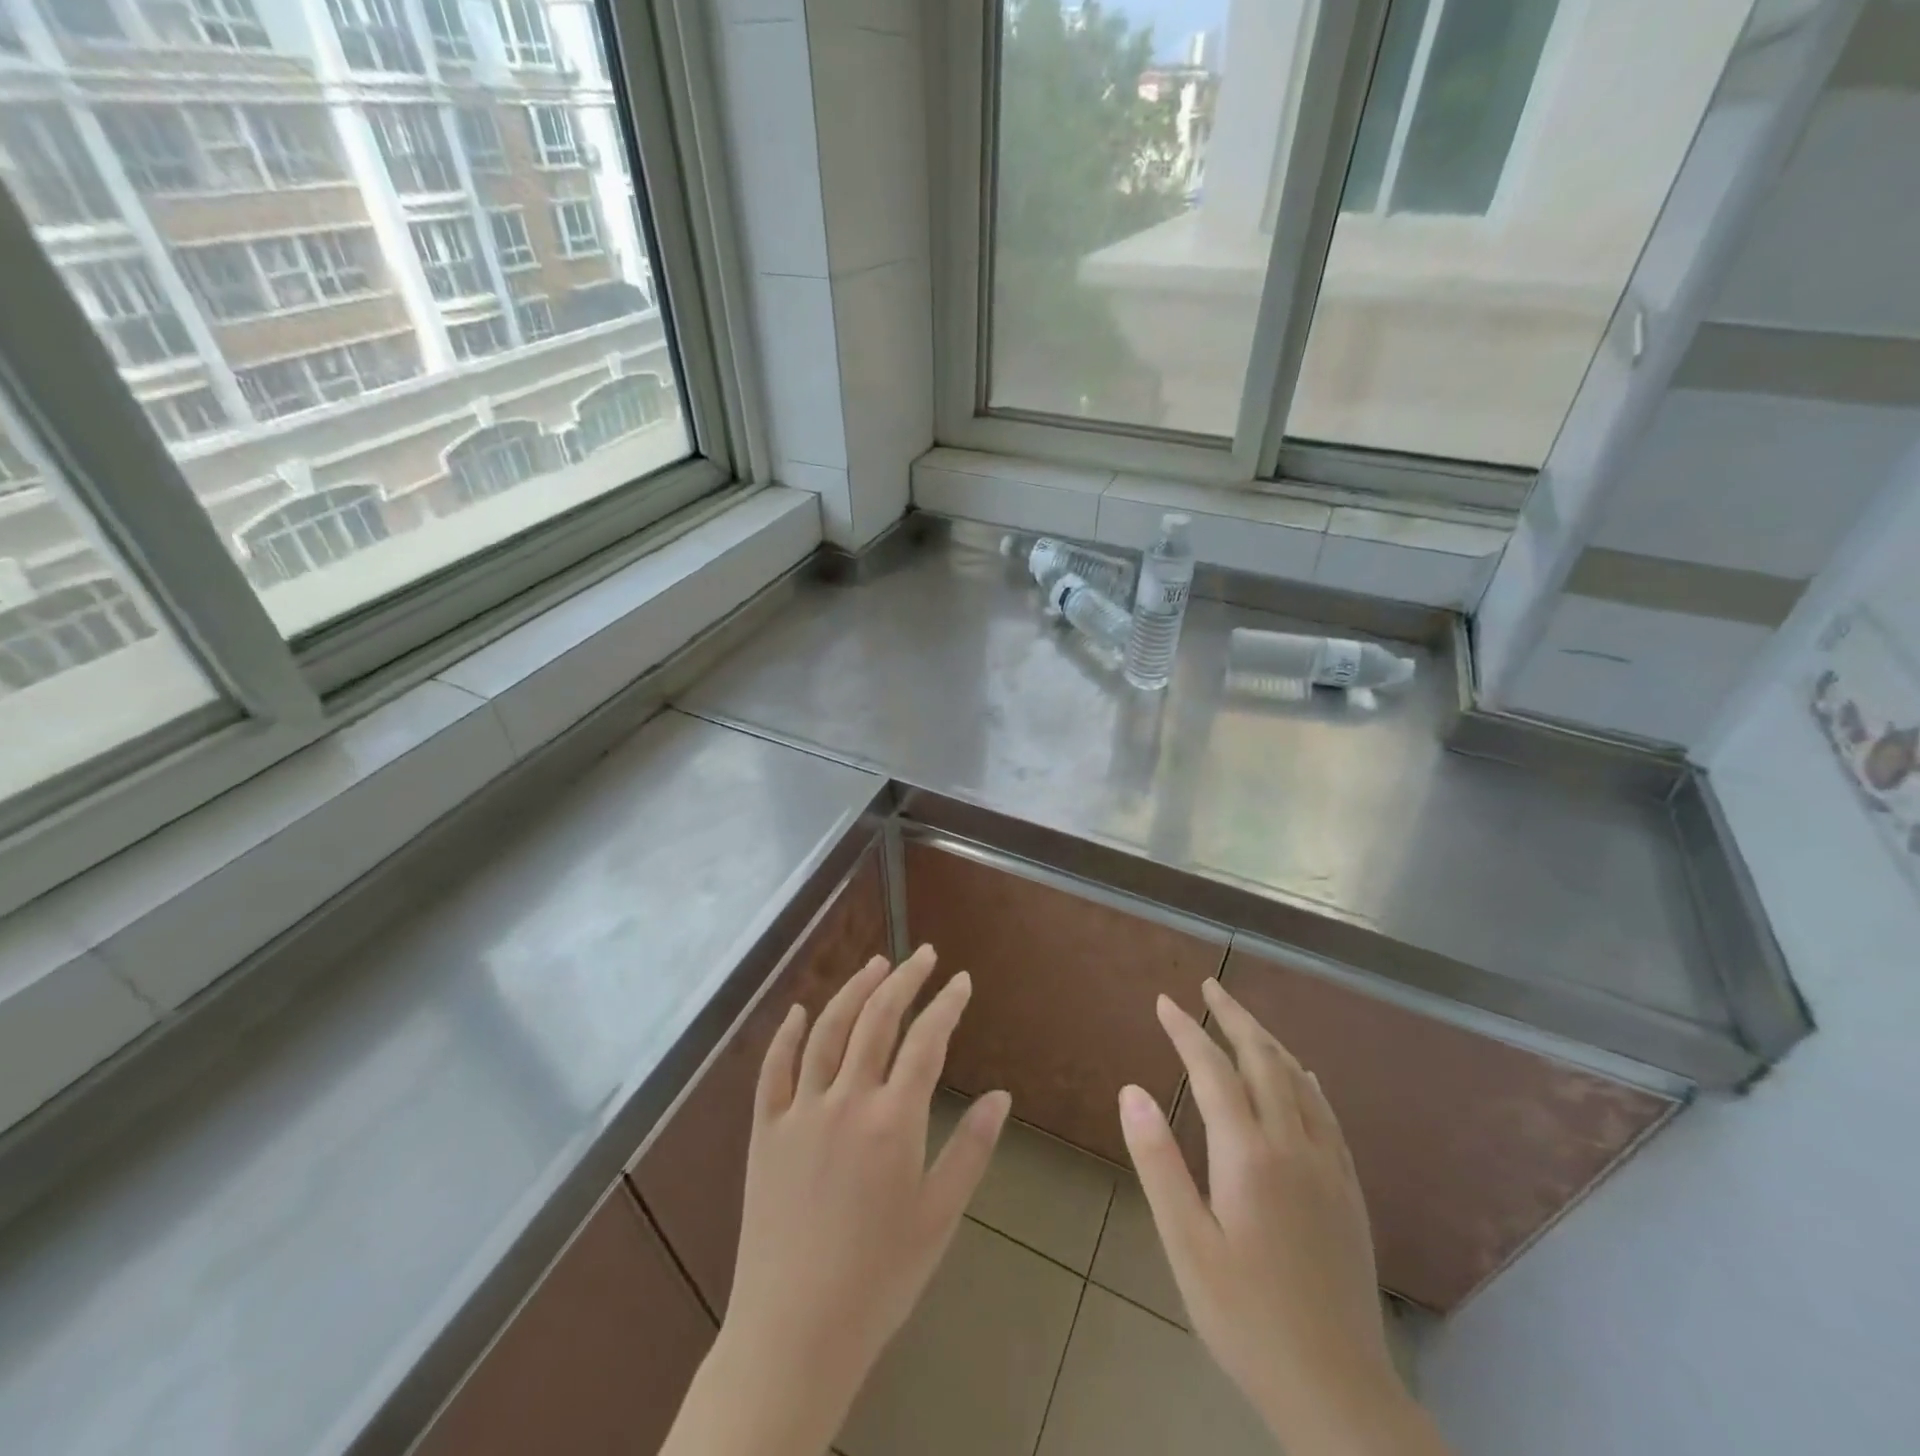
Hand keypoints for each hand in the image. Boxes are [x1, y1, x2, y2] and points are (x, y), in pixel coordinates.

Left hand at [662, 946, 1009, 1455]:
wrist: (794, 1333)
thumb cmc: (879, 1279)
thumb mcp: (939, 1217)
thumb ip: (971, 1150)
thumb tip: (1001, 1096)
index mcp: (893, 1120)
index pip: (926, 1041)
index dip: (946, 1004)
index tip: (961, 979)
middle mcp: (846, 1100)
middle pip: (877, 1019)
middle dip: (904, 980)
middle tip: (923, 955)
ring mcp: (800, 1111)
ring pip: (828, 1030)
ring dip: (853, 990)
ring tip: (876, 965)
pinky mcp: (764, 1130)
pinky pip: (773, 1068)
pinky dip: (788, 1033)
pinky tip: (801, 1009)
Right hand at [1119, 980, 1449, 1455]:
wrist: (1337, 1390)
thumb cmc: (1245, 1317)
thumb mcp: (1186, 1244)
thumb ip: (1158, 1162)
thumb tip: (1131, 1090)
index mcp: (1248, 1155)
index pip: (1212, 1070)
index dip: (1186, 1030)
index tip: (1164, 1001)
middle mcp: (1293, 1146)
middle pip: (1263, 1060)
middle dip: (1233, 1017)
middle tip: (1209, 986)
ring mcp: (1327, 1167)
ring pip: (1298, 1080)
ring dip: (1268, 1041)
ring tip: (1243, 1019)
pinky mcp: (1348, 1191)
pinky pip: (1328, 1114)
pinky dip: (1306, 1081)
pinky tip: (1302, 1075)